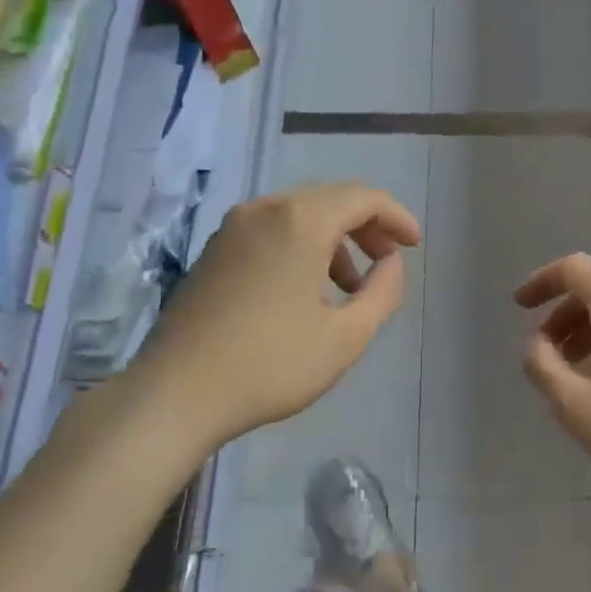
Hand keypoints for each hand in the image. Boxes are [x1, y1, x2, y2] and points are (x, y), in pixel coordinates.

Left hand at [129, 182, 420, 447]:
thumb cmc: (271, 364)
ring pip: (299, 214)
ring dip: (335, 239)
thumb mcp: (346, 336)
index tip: (414, 246)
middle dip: (367, 226)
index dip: (396, 217)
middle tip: (389, 261)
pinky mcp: (214, 251)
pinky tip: (307, 290)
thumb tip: (391, 263)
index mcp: (300, 222)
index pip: (362, 198)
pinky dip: (302, 246)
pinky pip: (272, 230)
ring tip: (350, 286)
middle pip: (330, 199)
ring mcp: (233, 228)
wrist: (175, 394)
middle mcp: (264, 209)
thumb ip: (383, 292)